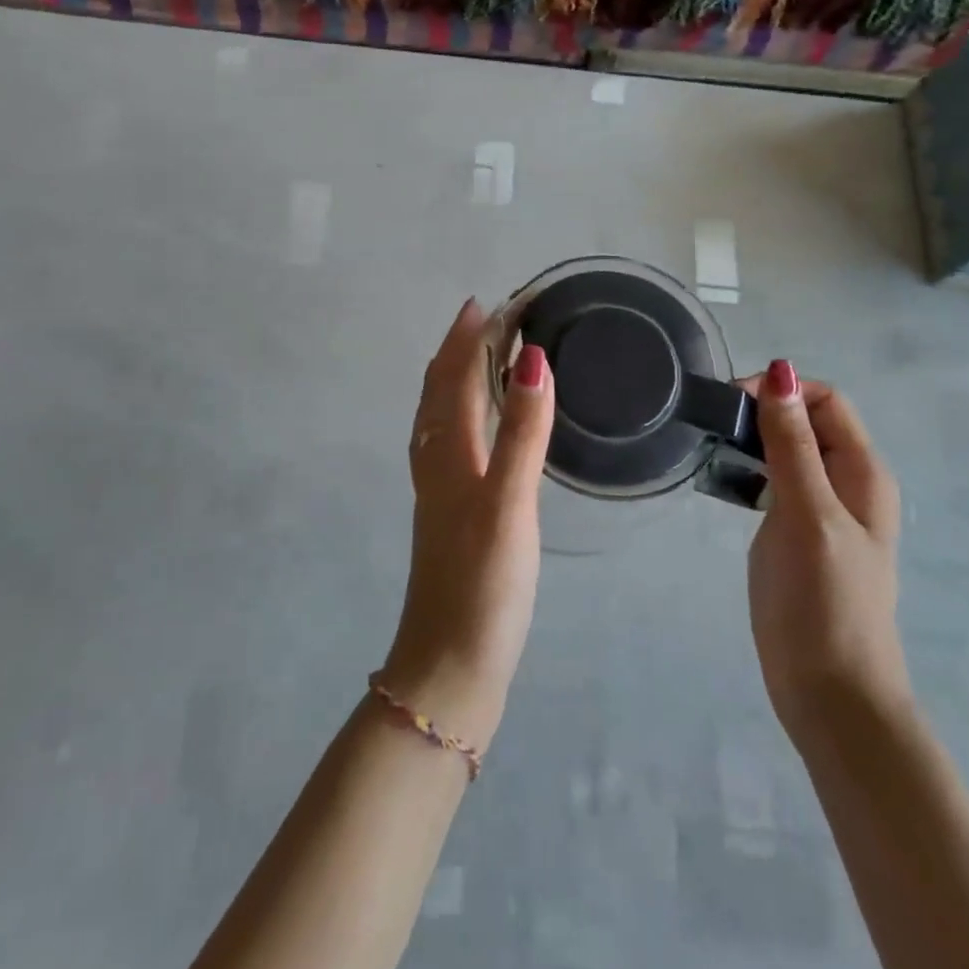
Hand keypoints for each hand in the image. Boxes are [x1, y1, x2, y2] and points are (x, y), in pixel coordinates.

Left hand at [383, 300, 554, 748]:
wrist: (449, 666)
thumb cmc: (483, 583)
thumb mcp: (509, 502)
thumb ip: (522, 431)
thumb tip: (532, 358)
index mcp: (449, 452)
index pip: (457, 376)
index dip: (470, 337)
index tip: (490, 302)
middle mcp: (436, 462)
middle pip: (440, 391)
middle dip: (459, 349)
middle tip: (486, 319)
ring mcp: (439, 491)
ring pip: (440, 418)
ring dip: (456, 379)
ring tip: (479, 358)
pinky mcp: (450, 516)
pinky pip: (449, 444)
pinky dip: (461, 416)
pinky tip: (476, 432)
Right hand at [743, 361, 909, 743]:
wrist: (830, 695)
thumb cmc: (824, 601)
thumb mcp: (807, 513)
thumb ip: (793, 444)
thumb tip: (780, 371)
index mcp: (862, 472)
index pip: (825, 400)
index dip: (781, 391)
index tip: (732, 403)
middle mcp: (847, 483)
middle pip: (806, 421)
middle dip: (763, 411)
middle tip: (713, 425)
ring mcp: (822, 511)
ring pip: (787, 450)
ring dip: (753, 439)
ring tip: (711, 447)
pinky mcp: (797, 534)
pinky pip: (775, 482)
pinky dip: (750, 470)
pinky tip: (722, 481)